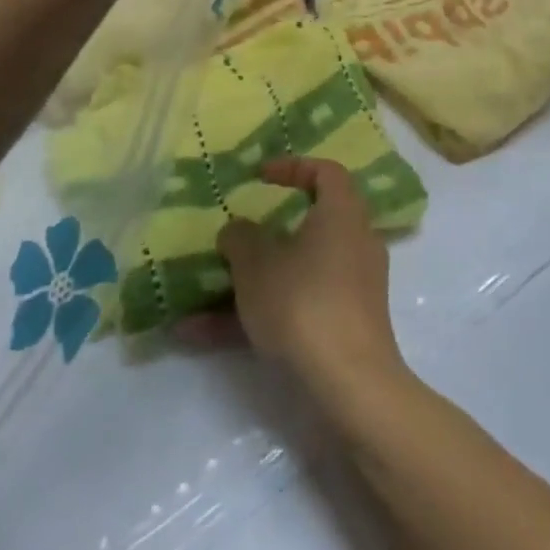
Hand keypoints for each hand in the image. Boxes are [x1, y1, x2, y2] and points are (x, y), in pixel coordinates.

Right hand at [218, 157, 407, 395]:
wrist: (349, 382)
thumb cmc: (303, 303)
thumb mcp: (256, 265)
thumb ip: (241, 239)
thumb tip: (239, 231)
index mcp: (343, 215)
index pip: (328, 173)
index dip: (294, 167)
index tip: (260, 177)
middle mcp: (355, 244)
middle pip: (311, 225)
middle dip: (264, 235)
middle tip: (234, 239)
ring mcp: (352, 287)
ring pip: (295, 274)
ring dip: (247, 286)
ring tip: (195, 303)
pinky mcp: (344, 324)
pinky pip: (295, 308)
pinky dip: (255, 317)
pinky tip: (201, 337)